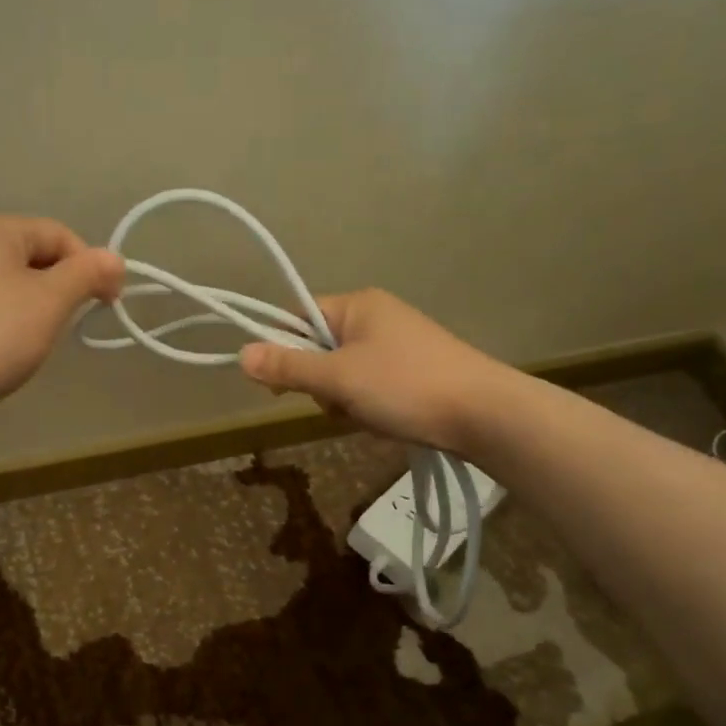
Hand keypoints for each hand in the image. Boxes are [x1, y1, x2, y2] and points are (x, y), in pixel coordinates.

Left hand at [0, 214, 124, 420]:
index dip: (90, 266)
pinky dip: (11, 322)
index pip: (60, 235)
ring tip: (37, 341)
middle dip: (62, 289)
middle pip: (37, 257)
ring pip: (16, 284)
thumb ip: (87, 274)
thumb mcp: (50, 300)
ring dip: (38, 308)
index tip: (107, 305)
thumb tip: (115, 259)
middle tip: (68, 325)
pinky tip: (9, 349)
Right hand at [237, 288, 509, 450]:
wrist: (483, 414)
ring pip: (344, 374)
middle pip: (320, 348)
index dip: (284, 349)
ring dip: (345, 400)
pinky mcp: (414, 371)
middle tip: (339, 402)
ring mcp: (398, 344)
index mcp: (358, 305)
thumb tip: (241, 354)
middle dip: (321, 384)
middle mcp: (377, 316)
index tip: (281, 385)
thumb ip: (288, 368)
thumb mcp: (338, 378)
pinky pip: (370, 386)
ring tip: (368, 415)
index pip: (299, 317)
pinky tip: (386, 421)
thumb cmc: (404, 386)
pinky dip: (369, 406)